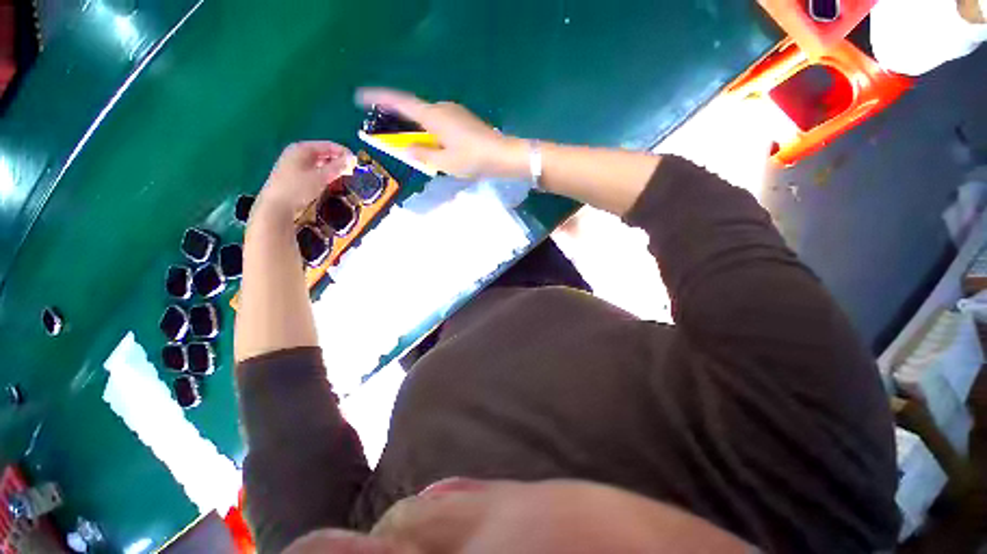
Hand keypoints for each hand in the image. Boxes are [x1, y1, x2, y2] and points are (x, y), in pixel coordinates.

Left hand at [255, 141, 354, 224]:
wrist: (277, 206)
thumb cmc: (298, 188)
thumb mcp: (321, 177)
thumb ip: (337, 167)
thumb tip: (352, 159)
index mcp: (302, 148)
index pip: (328, 145)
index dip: (343, 152)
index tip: (357, 162)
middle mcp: (297, 153)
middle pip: (323, 153)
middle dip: (338, 160)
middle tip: (352, 170)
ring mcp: (294, 164)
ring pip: (319, 162)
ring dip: (332, 168)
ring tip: (344, 176)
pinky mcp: (294, 175)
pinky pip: (314, 170)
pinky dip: (324, 173)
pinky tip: (331, 180)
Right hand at [356, 88, 527, 179]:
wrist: (503, 155)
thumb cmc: (473, 159)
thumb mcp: (445, 162)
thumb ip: (423, 155)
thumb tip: (406, 149)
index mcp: (433, 116)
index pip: (401, 103)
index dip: (379, 98)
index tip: (361, 97)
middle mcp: (442, 108)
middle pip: (414, 112)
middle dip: (401, 123)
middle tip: (394, 139)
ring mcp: (455, 112)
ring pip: (429, 119)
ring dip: (419, 132)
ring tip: (420, 151)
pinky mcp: (464, 119)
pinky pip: (441, 123)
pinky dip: (433, 133)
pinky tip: (439, 148)